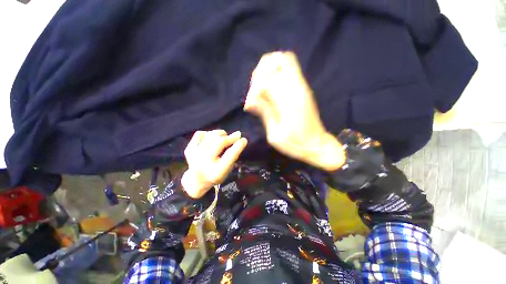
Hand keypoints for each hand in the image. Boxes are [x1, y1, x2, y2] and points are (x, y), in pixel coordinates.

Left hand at [181, 130, 246, 197]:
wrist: (196, 180)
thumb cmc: (217, 174)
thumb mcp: (228, 169)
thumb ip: (233, 155)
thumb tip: (238, 137)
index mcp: (217, 171)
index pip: (230, 155)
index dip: (238, 145)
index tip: (244, 139)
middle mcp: (204, 163)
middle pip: (220, 142)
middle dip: (230, 137)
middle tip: (237, 135)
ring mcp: (194, 155)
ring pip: (211, 135)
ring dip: (221, 134)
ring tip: (224, 137)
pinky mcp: (189, 149)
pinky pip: (200, 134)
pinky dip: (208, 134)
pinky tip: (211, 139)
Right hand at [244, 51, 344, 170]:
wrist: (317, 144)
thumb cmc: (295, 144)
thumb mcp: (275, 135)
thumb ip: (264, 114)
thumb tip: (250, 102)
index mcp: (288, 101)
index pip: (265, 80)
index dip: (253, 91)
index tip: (249, 106)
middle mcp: (296, 88)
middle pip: (274, 61)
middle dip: (259, 75)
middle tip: (255, 93)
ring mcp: (302, 85)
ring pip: (284, 59)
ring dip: (268, 69)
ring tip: (261, 86)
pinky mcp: (304, 87)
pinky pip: (290, 67)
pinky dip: (277, 71)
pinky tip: (271, 87)